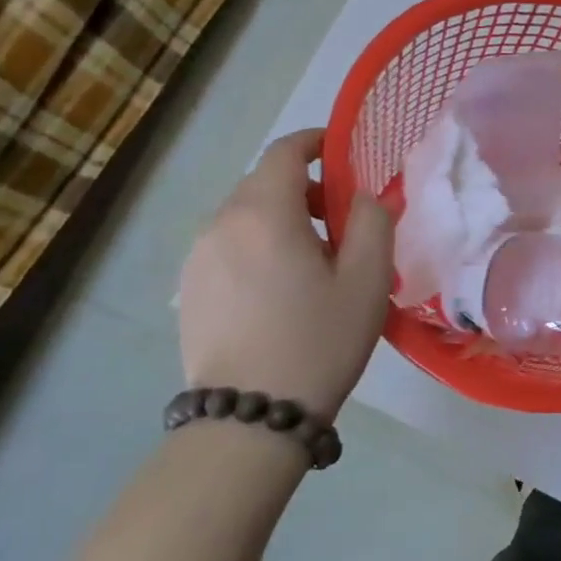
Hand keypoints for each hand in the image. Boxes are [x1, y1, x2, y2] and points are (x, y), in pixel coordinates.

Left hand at [178, 128, 393, 422]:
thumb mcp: (367, 278)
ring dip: (280, 218)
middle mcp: (221, 224)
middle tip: (341, 220)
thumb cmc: (319, 340)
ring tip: (313, 260)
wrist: (249, 417)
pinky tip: (280, 288)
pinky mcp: (188, 290)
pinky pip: (228, 246)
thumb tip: (361, 197)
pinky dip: (257, 245)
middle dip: (304, 186)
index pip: (285, 152)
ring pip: (244, 215)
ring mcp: (197, 258)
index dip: (315, 142)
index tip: (342, 152)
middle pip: (264, 182)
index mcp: (264, 212)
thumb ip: (372, 221)